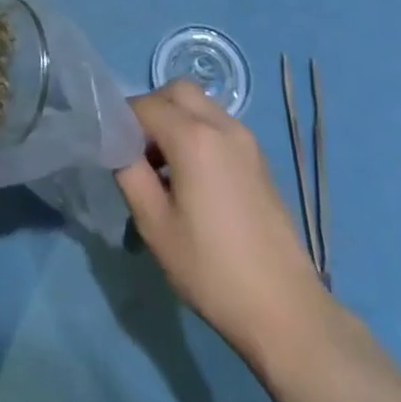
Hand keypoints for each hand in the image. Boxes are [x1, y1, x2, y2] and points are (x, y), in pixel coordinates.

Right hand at [116, 80, 327, 363]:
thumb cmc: (212, 270)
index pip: (144, 105)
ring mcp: (244, 138)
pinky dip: (198, 132)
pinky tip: (194, 178)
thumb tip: (118, 146)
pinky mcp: (257, 157)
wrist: (285, 310)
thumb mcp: (155, 226)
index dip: (122, 121)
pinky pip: (218, 124)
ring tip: (166, 168)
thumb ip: (129, 174)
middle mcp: (220, 124)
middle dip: (151, 110)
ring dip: (176, 119)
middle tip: (140, 151)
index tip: (115, 152)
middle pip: (176, 91)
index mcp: (193, 137)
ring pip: (199, 104)